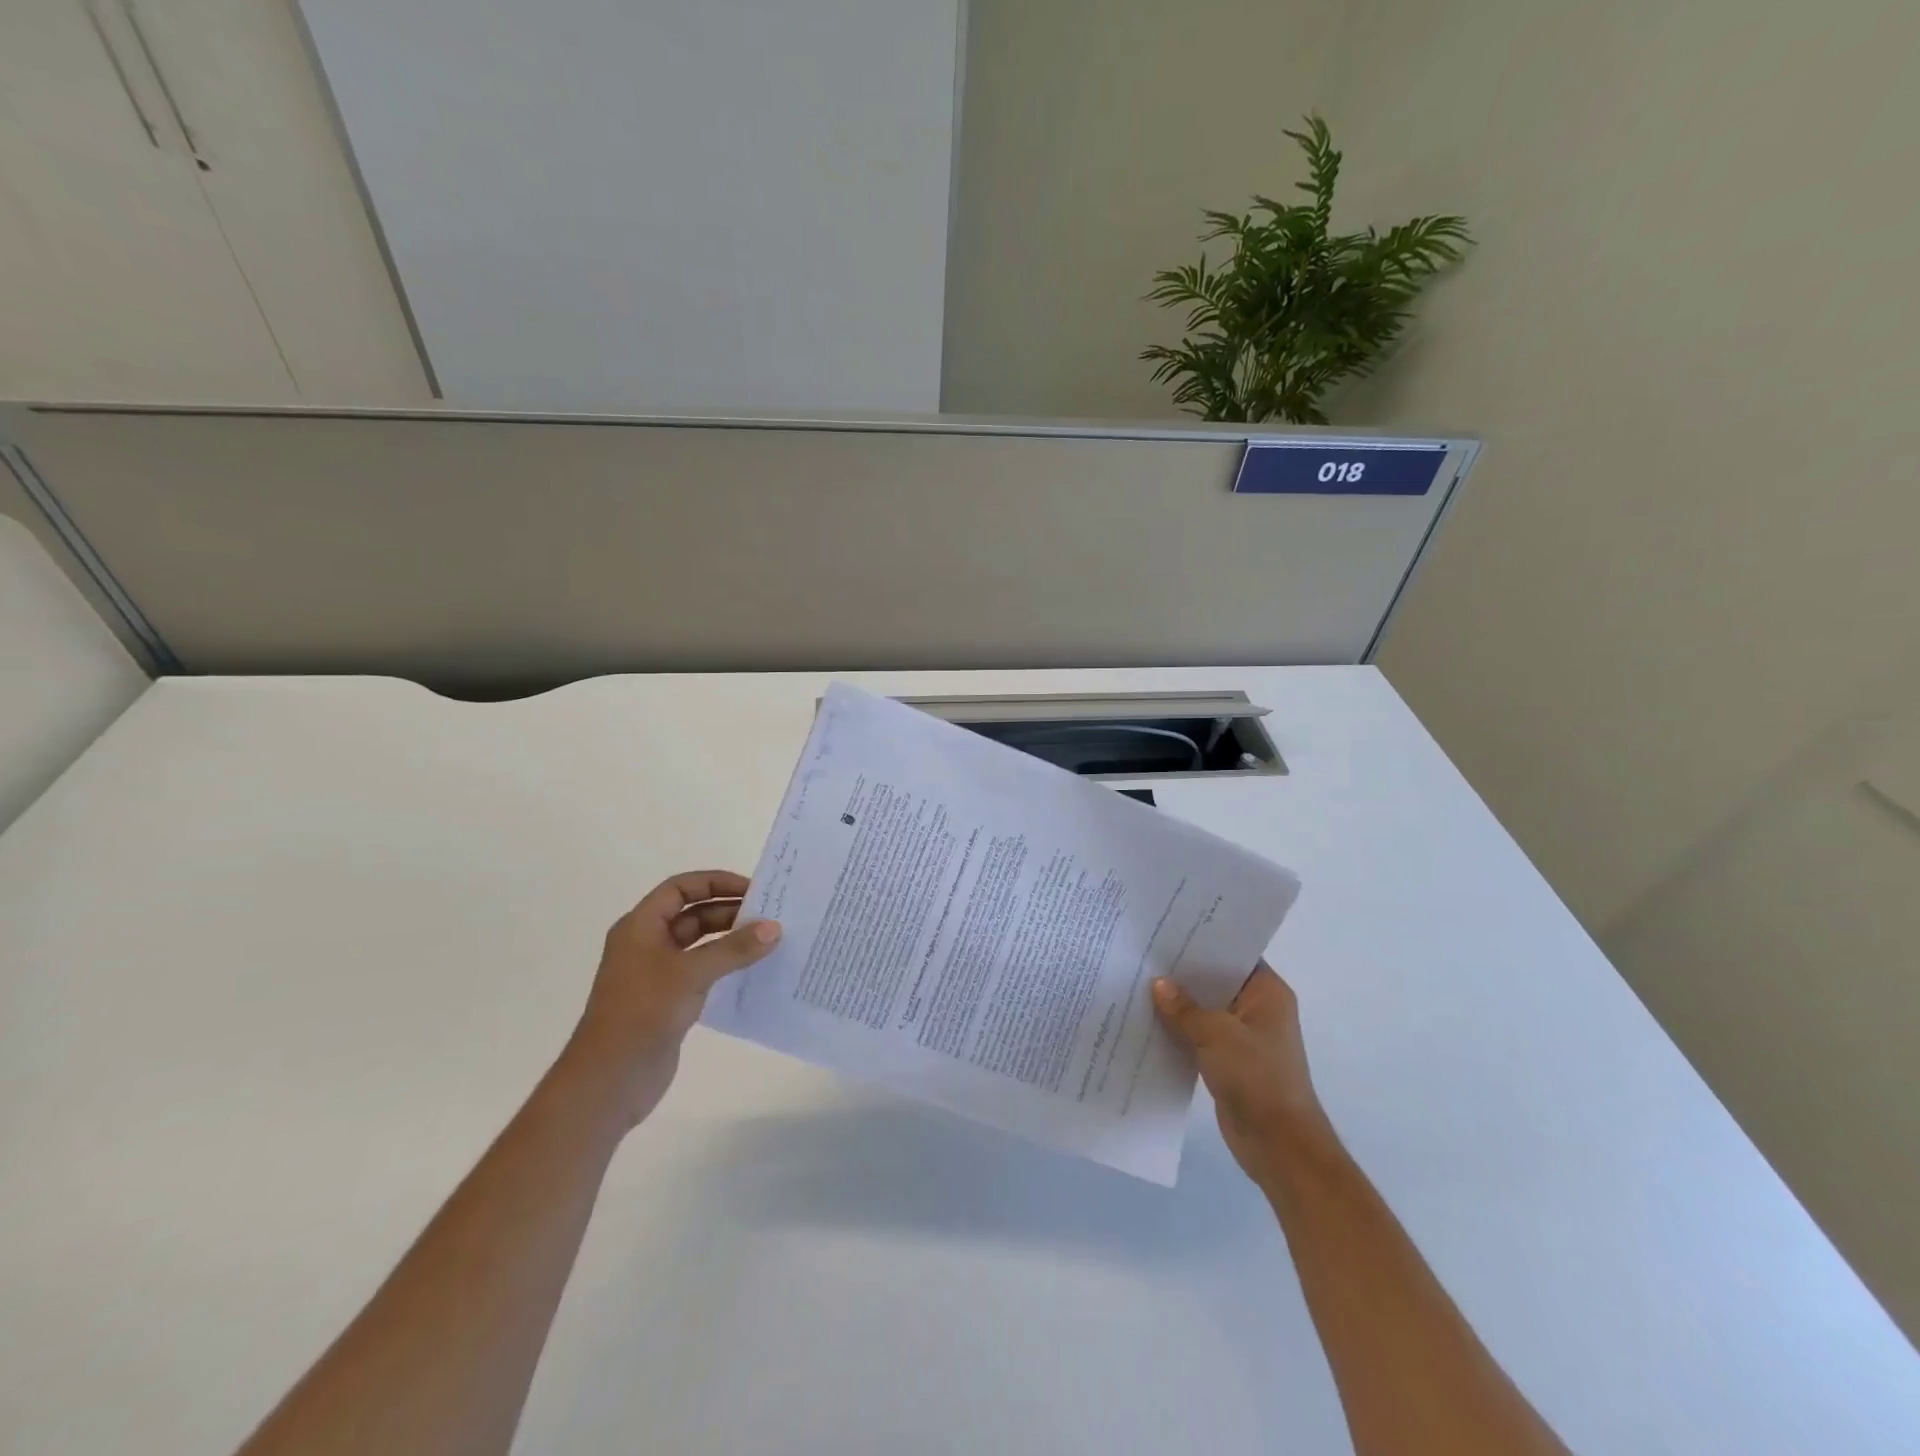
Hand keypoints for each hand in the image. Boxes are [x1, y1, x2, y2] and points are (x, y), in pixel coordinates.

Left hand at [562, 870, 780, 1129]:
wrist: (609, 1080)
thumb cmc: (643, 1012)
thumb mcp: (691, 973)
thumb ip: (734, 948)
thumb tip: (774, 928)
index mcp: (640, 926)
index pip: (681, 888)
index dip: (715, 882)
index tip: (752, 890)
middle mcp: (646, 943)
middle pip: (692, 914)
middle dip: (728, 912)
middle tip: (769, 916)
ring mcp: (656, 974)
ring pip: (699, 944)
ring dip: (730, 940)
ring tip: (768, 941)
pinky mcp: (667, 1000)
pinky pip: (702, 971)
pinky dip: (725, 966)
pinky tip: (752, 971)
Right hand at [1153, 961, 1336, 1188]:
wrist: (1280, 1146)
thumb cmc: (1258, 1078)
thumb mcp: (1217, 1034)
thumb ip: (1185, 1009)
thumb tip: (1158, 984)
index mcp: (1267, 993)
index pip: (1234, 953)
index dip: (1202, 940)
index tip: (1167, 927)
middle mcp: (1257, 1009)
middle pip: (1215, 980)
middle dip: (1183, 972)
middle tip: (1144, 951)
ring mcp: (1243, 1037)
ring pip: (1204, 1009)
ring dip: (1177, 1004)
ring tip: (1137, 981)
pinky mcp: (1228, 1061)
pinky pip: (1199, 1035)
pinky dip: (1178, 1030)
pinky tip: (1147, 1020)